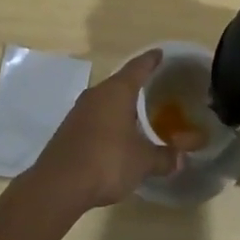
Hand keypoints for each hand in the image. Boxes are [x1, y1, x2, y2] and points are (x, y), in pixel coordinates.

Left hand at [32, 51, 201, 209]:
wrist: (58, 185)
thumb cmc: (107, 161)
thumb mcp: (142, 162)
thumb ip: (163, 157)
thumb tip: (181, 159)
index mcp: (117, 91)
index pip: (138, 67)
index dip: (151, 60)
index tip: (160, 53)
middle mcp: (97, 94)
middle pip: (120, 82)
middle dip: (136, 85)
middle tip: (155, 87)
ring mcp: (79, 111)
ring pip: (105, 101)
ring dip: (120, 105)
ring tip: (137, 113)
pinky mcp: (68, 130)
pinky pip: (94, 117)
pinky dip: (107, 122)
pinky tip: (116, 136)